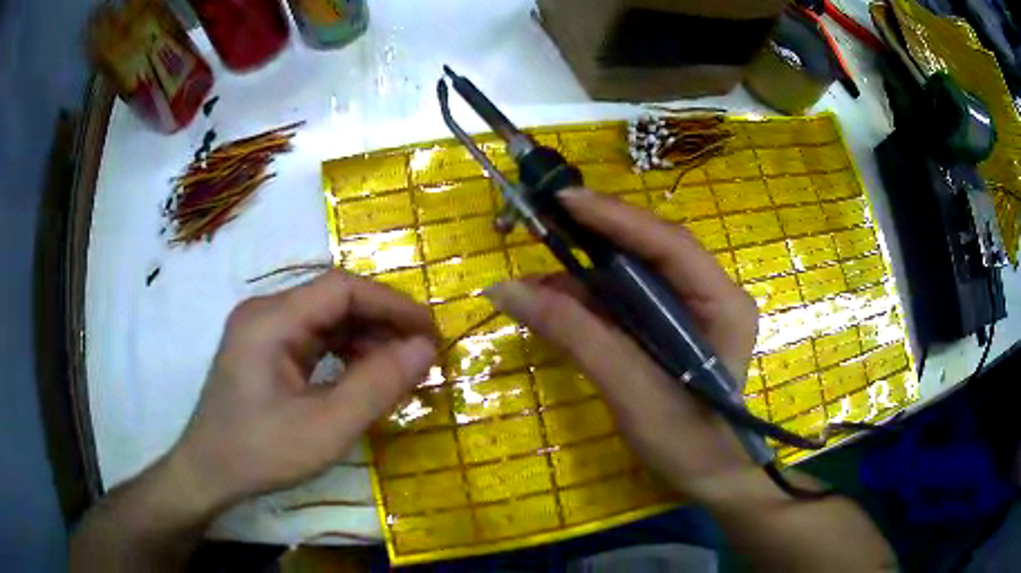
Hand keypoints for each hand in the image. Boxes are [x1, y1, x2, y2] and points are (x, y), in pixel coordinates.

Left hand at [169, 271, 437, 510]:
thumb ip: (378, 385)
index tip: (431, 332)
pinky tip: (363, 376)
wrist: (209, 473)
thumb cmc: (261, 452)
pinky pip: (313, 339)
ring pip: (325, 320)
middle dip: (381, 324)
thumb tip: (426, 348)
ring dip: (365, 340)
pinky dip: (344, 354)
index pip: (342, 289)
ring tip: (398, 370)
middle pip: (334, 301)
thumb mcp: (326, 428)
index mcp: (271, 319)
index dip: (392, 304)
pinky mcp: (264, 349)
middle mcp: (265, 312)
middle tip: (421, 356)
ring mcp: (262, 330)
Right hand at [484, 189, 759, 493]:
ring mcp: (695, 308)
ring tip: (539, 282)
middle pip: (651, 251)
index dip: (616, 218)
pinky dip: (593, 300)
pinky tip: (561, 304)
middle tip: (543, 227)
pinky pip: (631, 299)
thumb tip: (506, 290)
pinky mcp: (675, 326)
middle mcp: (713, 293)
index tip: (564, 200)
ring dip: (588, 274)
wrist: (709, 477)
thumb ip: (574, 335)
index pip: (668, 244)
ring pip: (637, 273)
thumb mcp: (629, 389)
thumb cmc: (685, 441)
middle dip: (596, 240)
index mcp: (722, 303)